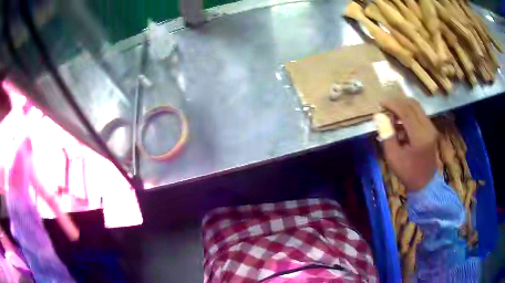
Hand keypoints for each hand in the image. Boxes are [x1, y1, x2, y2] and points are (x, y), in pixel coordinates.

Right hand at [378, 97, 437, 190]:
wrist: (425, 184)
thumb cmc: (407, 173)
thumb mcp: (393, 157)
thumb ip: (387, 135)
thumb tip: (378, 116)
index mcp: (419, 136)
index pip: (406, 111)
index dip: (392, 104)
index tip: (381, 103)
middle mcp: (428, 128)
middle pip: (412, 105)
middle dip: (398, 102)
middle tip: (386, 107)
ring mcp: (431, 128)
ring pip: (417, 108)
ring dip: (403, 108)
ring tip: (392, 117)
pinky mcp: (431, 130)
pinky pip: (419, 114)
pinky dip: (409, 114)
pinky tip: (401, 124)